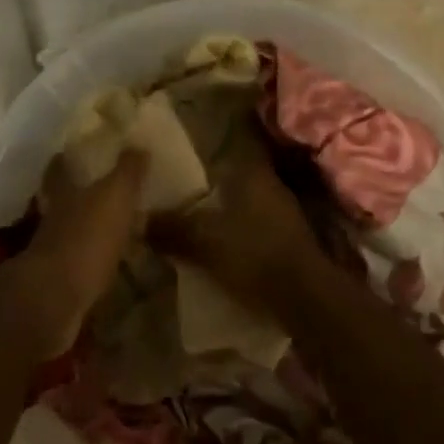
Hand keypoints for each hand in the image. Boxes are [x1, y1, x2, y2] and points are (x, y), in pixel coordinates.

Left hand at [17, 148, 147, 347]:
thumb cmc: (86, 238)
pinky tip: (111, 264)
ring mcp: (54, 253)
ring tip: (114, 229)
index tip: (69, 152)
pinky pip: (82, 264)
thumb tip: (138, 144)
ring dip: (88, 230)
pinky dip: (94, 261)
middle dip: (79, 196)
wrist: (55, 299)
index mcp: (63, 194)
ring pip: (72, 233)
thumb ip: (127, 172)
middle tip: (101, 191)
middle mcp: (54, 219)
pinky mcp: (62, 283)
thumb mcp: (114, 197)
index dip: (64, 160)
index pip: (59, 170)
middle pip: (63, 202)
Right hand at [148, 137, 326, 313]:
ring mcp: (284, 214)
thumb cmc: (253, 255)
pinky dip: (236, 232)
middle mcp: (271, 186)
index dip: (207, 149)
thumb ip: (172, 228)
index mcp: (253, 174)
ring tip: (193, 224)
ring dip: (223, 212)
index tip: (183, 156)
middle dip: (208, 187)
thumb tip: (140, 219)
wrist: (304, 298)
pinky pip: (253, 227)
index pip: (230, 145)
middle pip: (233, 178)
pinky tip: (218, 246)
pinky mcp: (288, 240)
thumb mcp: (203, 241)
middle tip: (178, 196)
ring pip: (243, 204)